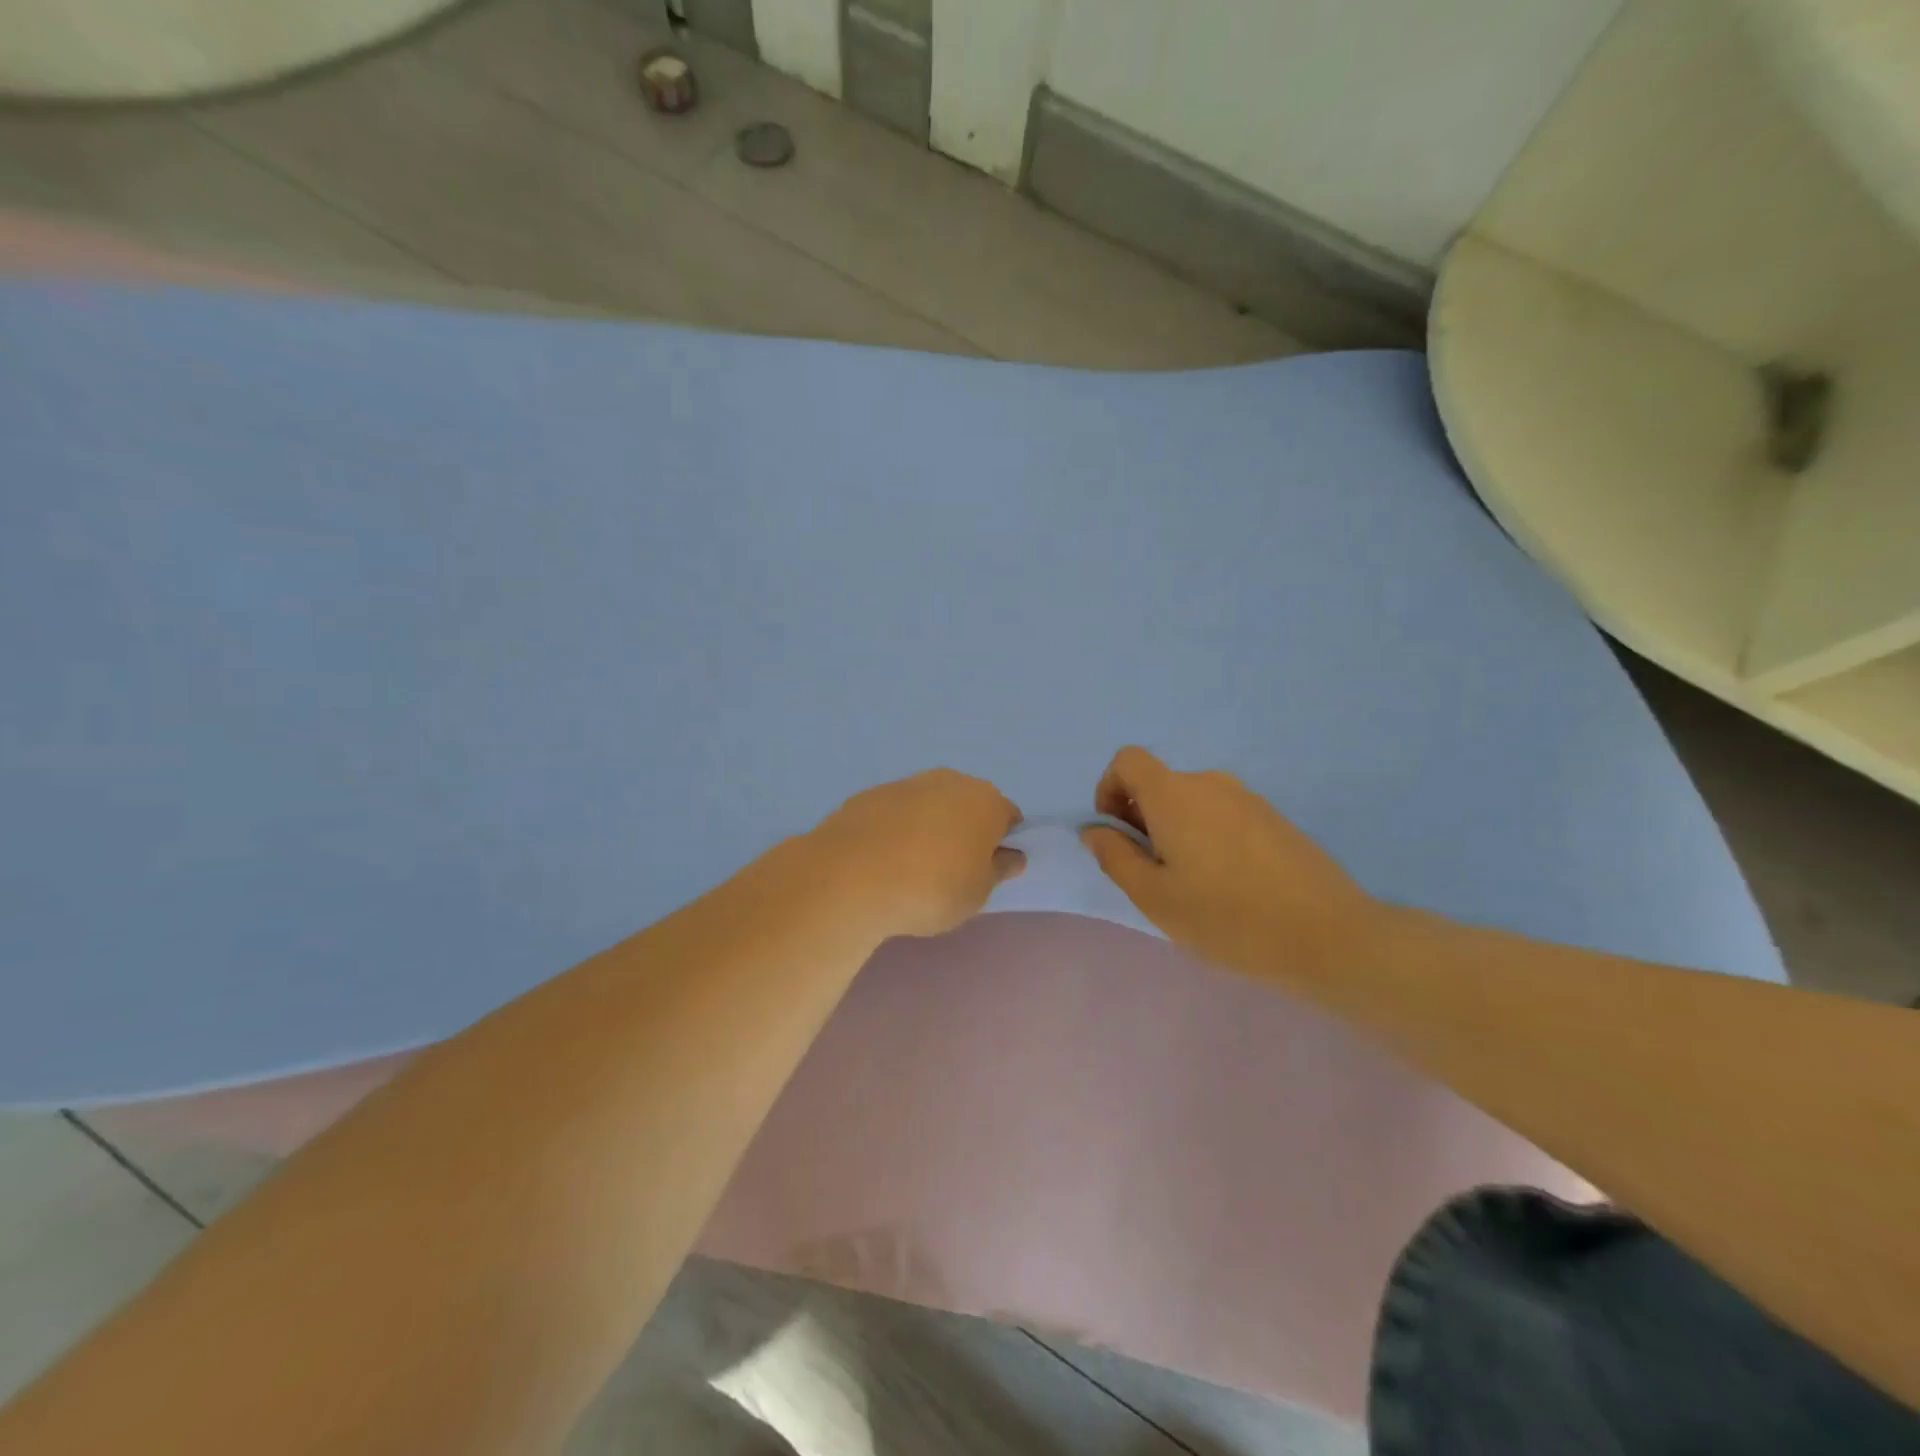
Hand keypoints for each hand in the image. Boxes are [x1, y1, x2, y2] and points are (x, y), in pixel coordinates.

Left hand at [808, 769, 1024, 939]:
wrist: (853, 877)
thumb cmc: (932, 888)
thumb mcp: (977, 893)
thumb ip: (998, 870)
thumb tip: (1011, 855)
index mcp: (986, 802)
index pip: (1007, 817)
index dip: (1000, 843)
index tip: (985, 870)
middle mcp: (950, 782)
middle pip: (967, 804)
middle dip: (964, 829)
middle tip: (950, 870)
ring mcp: (907, 784)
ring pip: (929, 804)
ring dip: (928, 827)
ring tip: (911, 868)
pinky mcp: (870, 794)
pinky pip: (895, 812)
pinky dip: (895, 829)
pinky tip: (881, 860)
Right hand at [1080, 747, 1378, 985]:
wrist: (1327, 936)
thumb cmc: (1227, 918)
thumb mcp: (1154, 897)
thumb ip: (1115, 857)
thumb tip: (1095, 830)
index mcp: (1174, 795)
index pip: (1127, 760)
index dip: (1109, 789)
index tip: (1117, 833)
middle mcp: (1209, 783)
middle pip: (1159, 784)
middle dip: (1141, 818)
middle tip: (1152, 873)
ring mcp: (1247, 798)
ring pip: (1191, 802)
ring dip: (1175, 830)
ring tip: (1192, 885)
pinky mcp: (1274, 818)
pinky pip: (1222, 814)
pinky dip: (1207, 836)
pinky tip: (1228, 885)